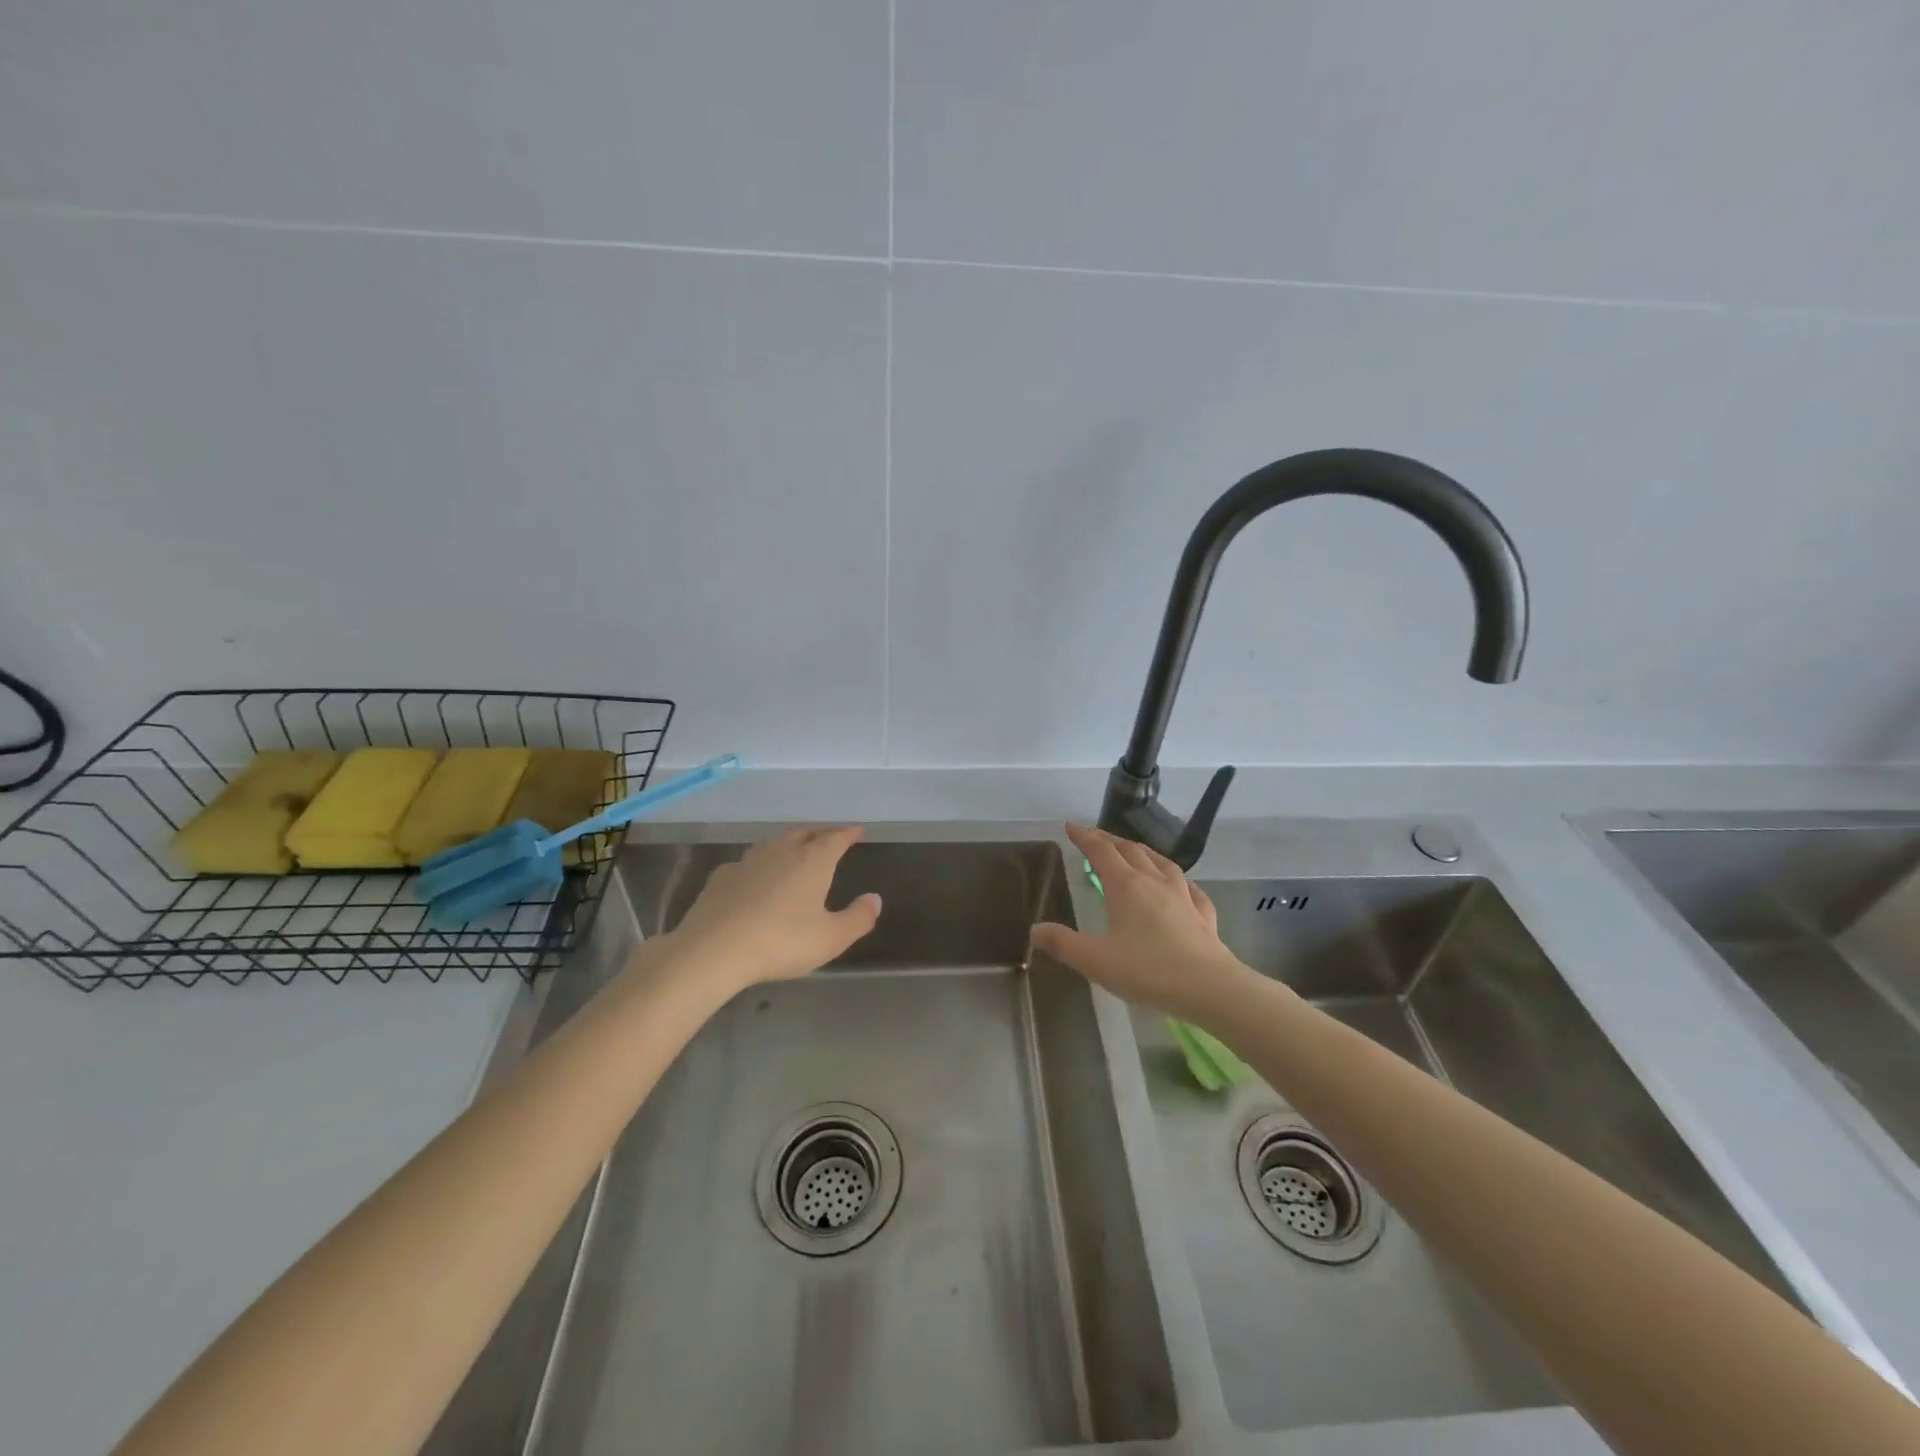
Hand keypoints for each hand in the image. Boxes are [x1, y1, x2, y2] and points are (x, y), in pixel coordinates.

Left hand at [659, 826, 880, 994]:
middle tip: (828, 837)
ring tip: (795, 850)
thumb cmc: (781, 942)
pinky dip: (759, 865)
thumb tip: (875, 898)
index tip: (856, 830)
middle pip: (804, 834)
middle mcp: (781, 852)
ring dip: (788, 843)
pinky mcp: (722, 877)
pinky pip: (747, 863)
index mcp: (812, 861)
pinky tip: (755, 877)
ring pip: (774, 843)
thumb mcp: (831, 938)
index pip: (835, 838)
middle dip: (819, 834)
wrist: (713, 950)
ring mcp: (748, 862)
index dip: (847, 833)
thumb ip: (858, 918)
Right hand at [1030, 823, 1255, 1022]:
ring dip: (1143, 853)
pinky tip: (1181, 887)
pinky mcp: (1203, 915)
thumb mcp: (1095, 960)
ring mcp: (1183, 896)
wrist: (1210, 988)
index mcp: (1125, 886)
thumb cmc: (1147, 970)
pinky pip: (1190, 889)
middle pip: (1130, 851)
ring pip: (1161, 863)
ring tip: (1135, 853)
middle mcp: (1154, 882)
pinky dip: (1178, 881)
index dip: (1084, 837)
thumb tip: (1035, 930)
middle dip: (1110, 840)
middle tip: (1095, 838)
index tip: (1071, 826)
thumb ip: (1063, 943)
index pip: (1101, 851)